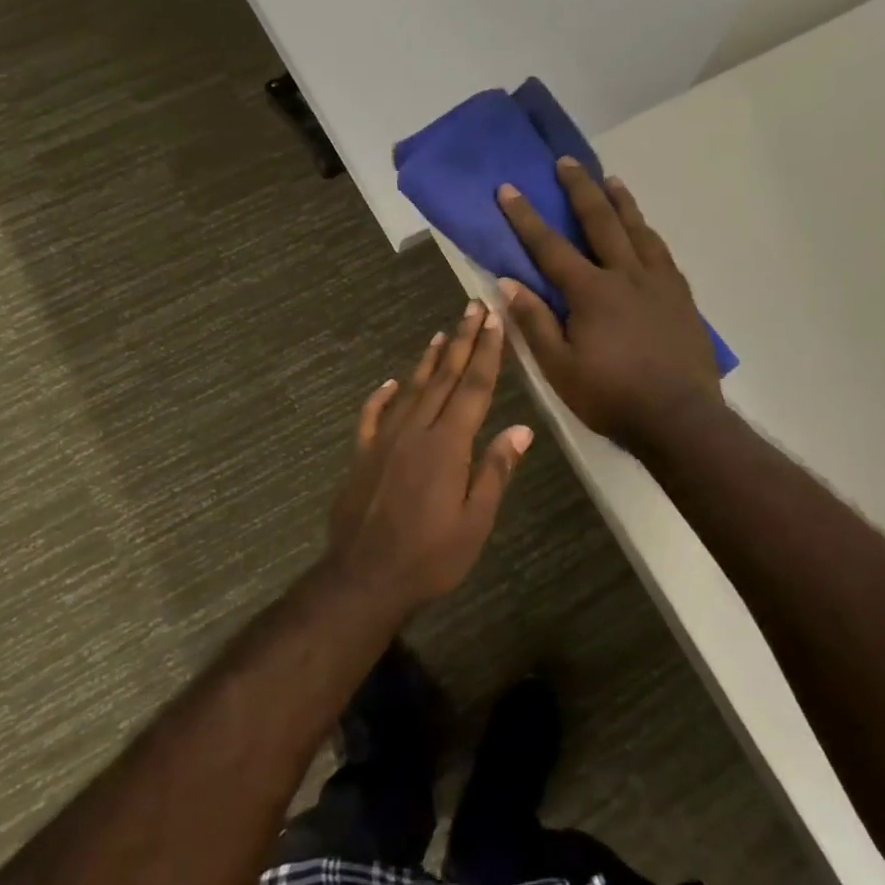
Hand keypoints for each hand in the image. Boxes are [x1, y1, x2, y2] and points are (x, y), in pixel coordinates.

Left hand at [327, 301, 533, 608]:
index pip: (474, 388)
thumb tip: (522, 428)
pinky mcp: (362, 453)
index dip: (487, 352)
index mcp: (448, 445)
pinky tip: (391, 382)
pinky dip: (382, 395)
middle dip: (462, 341)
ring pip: (411, 388)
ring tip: (442, 332)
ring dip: (429, 359)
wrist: (364, 577)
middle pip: (445, 378)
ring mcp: (384, 439)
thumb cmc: (430, 557)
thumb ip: (495, 471)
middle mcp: (416, 430)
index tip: (494, 321)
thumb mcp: (475, 522)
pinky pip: (373, 414)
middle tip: (473, 307)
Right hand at [496, 157, 721, 450]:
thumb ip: (534, 322)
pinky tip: (646, 231)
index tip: (508, 188)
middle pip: (600, 222)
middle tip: (567, 162)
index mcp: (591, 292)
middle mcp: (626, 275)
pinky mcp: (681, 297)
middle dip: (580, 189)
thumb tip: (509, 283)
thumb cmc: (611, 396)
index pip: (550, 246)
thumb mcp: (559, 368)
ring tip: (611, 180)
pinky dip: (648, 233)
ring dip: (621, 202)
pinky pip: (662, 253)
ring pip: (638, 230)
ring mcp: (659, 283)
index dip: (526, 216)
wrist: (680, 418)